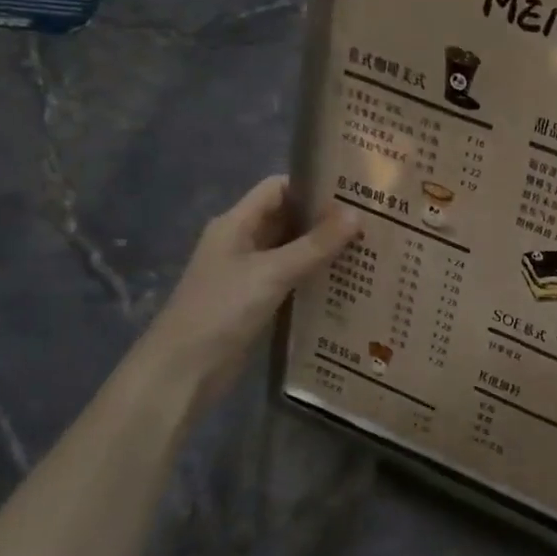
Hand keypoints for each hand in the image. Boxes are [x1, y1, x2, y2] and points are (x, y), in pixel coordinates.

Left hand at [136, 176, 359, 405]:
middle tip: (372, 219)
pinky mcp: (258, 301)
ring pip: (293, 250)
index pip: (278, 189)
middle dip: (325, 218)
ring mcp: (249, 273)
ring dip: (324, 249)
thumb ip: (315, 245)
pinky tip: (348, 281)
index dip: (312, 185)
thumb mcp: (272, 273)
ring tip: (369, 247)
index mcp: (236, 224)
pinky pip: (292, 278)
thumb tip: (357, 213)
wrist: (184, 370)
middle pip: (288, 219)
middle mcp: (242, 242)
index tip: (354, 189)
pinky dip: (316, 276)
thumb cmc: (222, 310)